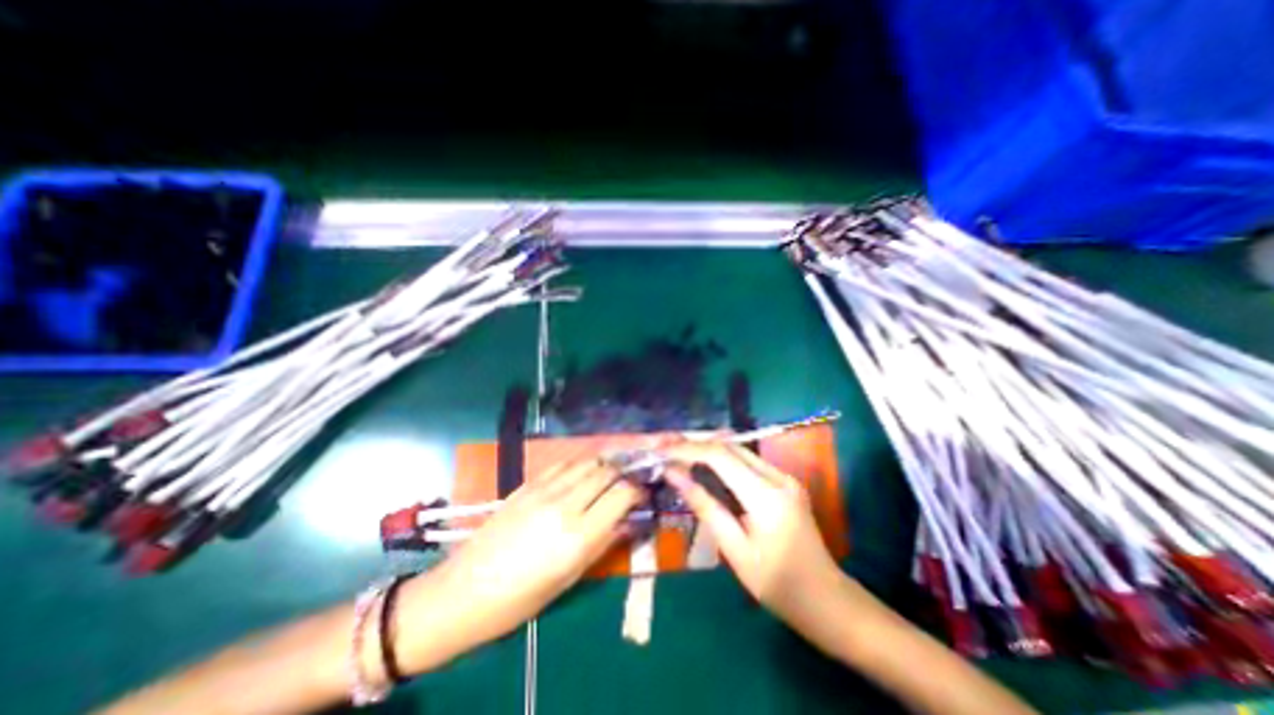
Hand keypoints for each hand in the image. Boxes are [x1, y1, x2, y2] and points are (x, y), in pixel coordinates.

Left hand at [395, 461, 642, 672]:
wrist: (464, 590)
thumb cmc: (520, 599)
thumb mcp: (569, 579)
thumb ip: (602, 543)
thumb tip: (627, 521)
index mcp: (578, 536)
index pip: (621, 495)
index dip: (637, 490)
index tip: (642, 494)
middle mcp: (565, 505)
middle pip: (606, 472)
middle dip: (623, 473)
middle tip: (628, 481)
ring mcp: (544, 490)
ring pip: (586, 462)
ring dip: (603, 465)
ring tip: (609, 473)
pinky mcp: (527, 484)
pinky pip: (562, 464)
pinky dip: (579, 464)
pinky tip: (581, 472)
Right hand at [657, 444, 843, 632]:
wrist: (827, 600)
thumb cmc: (778, 585)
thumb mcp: (735, 550)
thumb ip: (705, 506)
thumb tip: (674, 474)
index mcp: (766, 495)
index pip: (720, 456)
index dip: (688, 449)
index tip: (662, 452)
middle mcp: (777, 476)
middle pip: (730, 446)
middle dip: (696, 444)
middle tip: (666, 449)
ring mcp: (784, 477)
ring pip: (739, 450)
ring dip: (708, 450)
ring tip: (680, 455)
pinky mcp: (785, 482)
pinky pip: (748, 461)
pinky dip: (723, 460)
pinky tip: (706, 467)